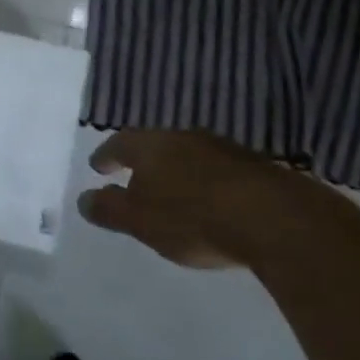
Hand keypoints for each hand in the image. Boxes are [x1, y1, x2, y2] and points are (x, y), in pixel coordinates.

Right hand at [76, 130, 300, 268]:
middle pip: (155, 145)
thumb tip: (82, 199)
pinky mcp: (255, 168)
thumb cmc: (194, 218)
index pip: (120, 143)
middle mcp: (184, 137)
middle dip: (143, 161)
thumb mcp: (141, 221)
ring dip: (177, 171)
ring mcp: (222, 149)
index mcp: (151, 145)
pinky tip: (211, 200)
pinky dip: (206, 182)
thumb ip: (110, 209)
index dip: (106, 155)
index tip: (97, 166)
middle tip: (134, 177)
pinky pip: (218, 170)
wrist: (276, 220)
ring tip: (172, 190)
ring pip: (189, 155)